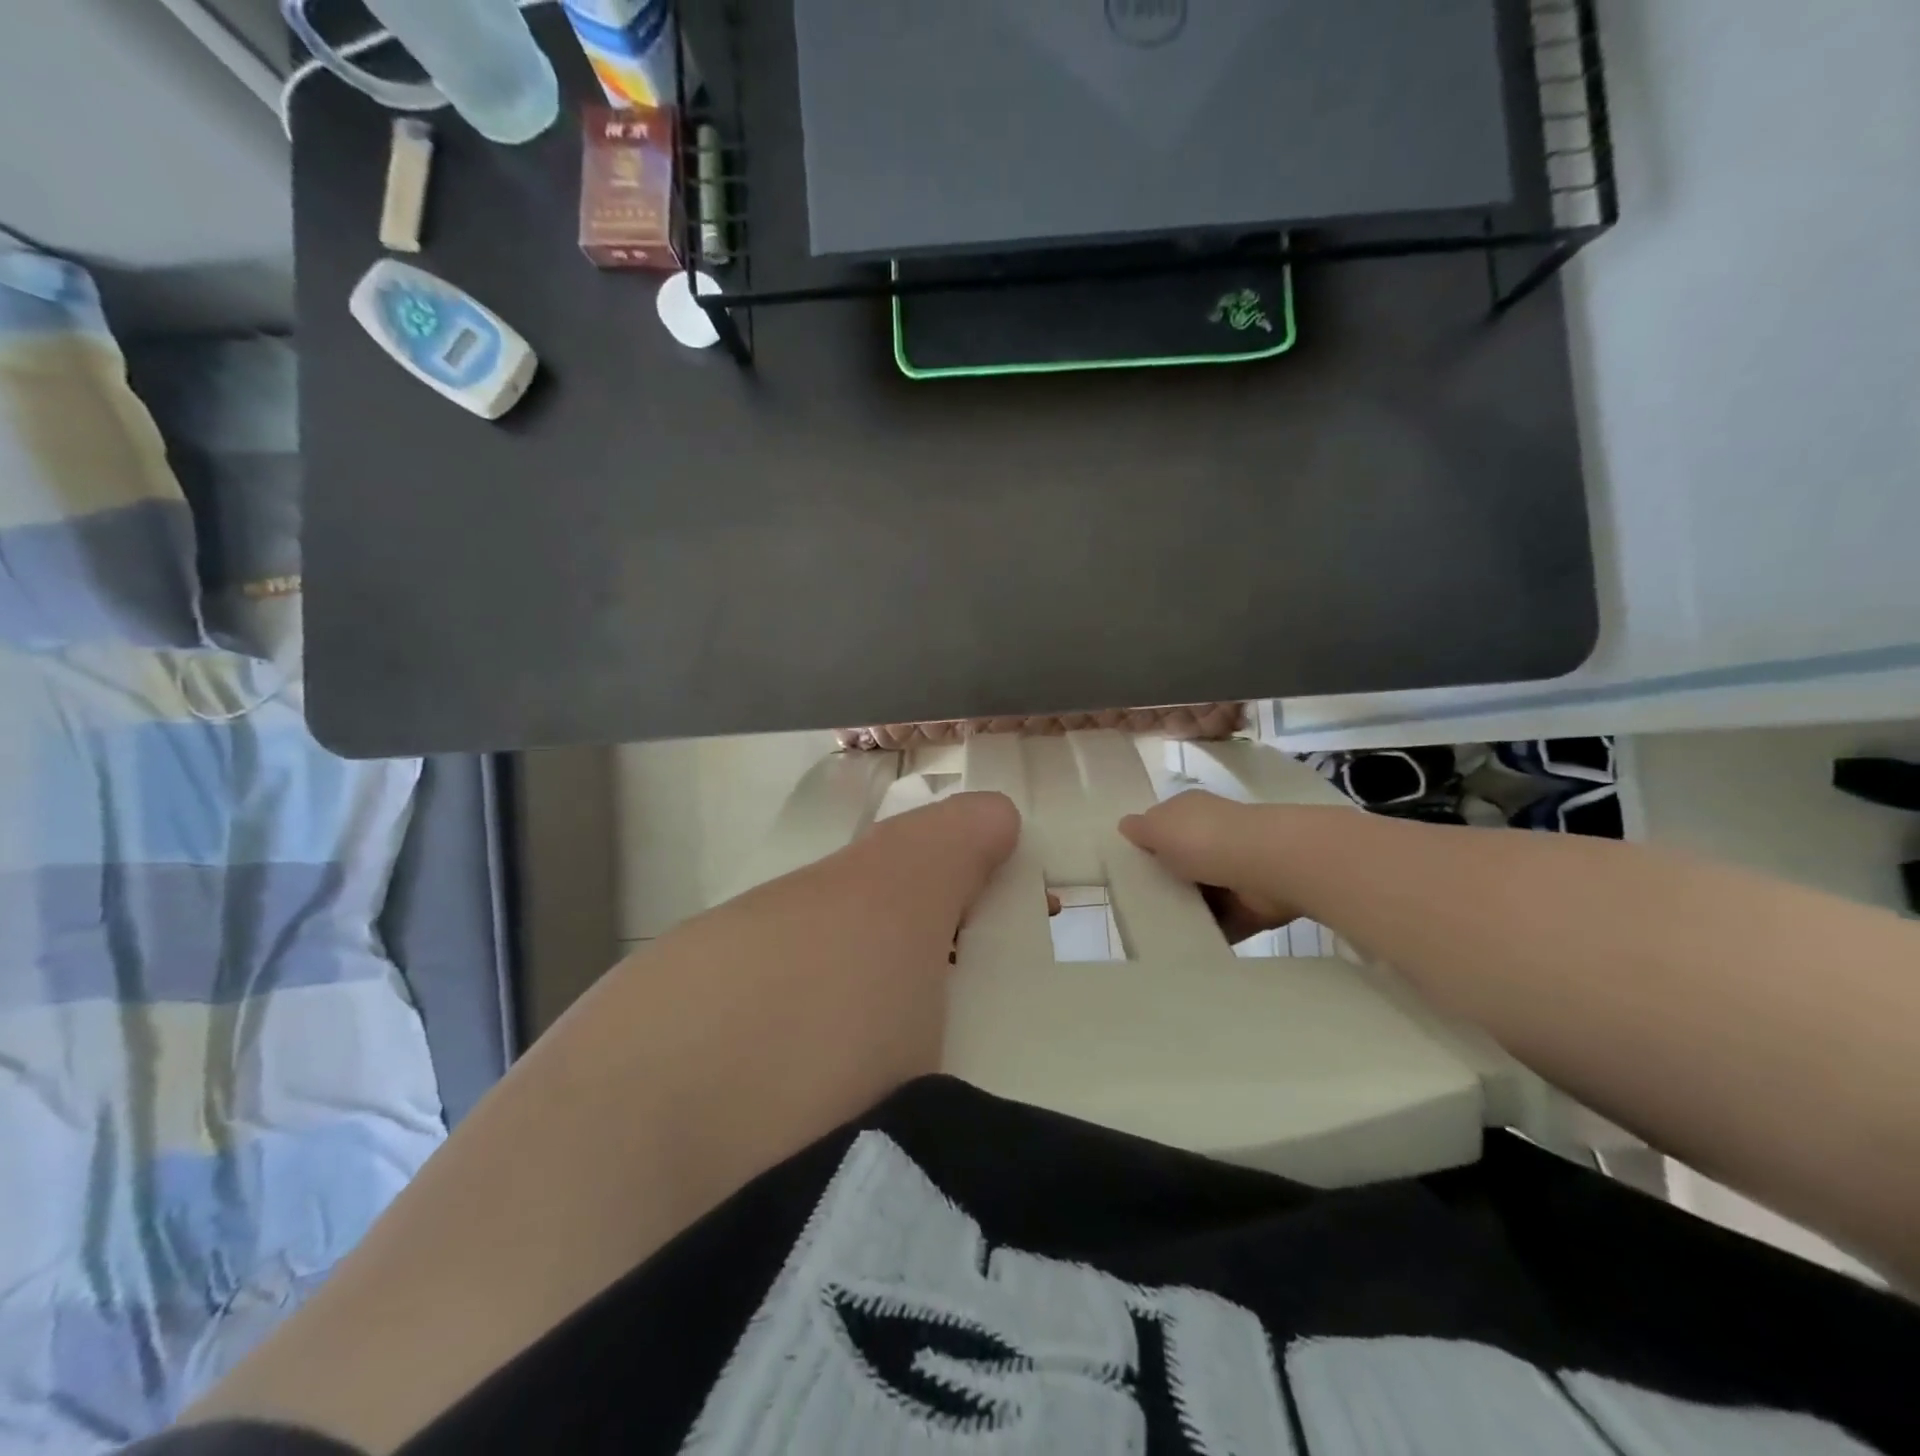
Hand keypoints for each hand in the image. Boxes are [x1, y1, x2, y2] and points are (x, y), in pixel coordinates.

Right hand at [1120, 790, 1302, 942]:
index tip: (1126, 868)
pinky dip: (1209, 933)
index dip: (1145, 843)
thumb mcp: (1159, 827)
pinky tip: (1184, 946)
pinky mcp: (1251, 904)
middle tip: (1135, 905)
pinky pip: (1223, 921)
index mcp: (1191, 811)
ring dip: (1185, 910)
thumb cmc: (1205, 838)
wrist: (1269, 864)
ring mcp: (1235, 869)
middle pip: (1181, 861)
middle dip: (1163, 881)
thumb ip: (1140, 829)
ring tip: (1154, 932)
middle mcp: (1214, 835)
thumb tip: (1125, 825)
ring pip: (1201, 894)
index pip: (1163, 824)